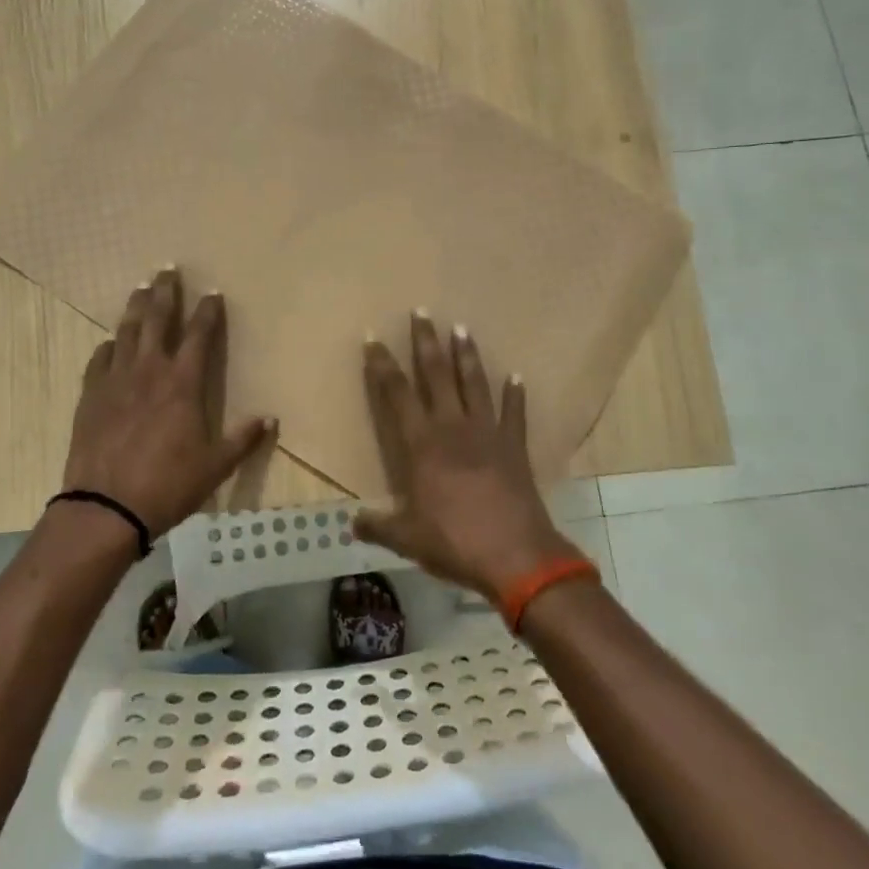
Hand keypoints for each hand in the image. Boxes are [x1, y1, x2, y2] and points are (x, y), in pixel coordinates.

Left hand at [61, 268, 274, 537]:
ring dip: (135, 308)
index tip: (213, 293)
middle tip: (167, 271)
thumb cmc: (168, 485)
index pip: (199, 335)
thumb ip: (243, 439)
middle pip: (157, 320)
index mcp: (183, 383)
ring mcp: (116, 380)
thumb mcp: (216, 466)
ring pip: (126, 332)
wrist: (106, 507)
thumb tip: (270, 419)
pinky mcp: (90, 395)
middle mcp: (149, 371)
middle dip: (165, 293)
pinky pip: (99, 360)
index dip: (208, 312)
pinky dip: (108, 347)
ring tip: (140, 289)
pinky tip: (111, 342)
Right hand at [354, 313, 581, 603]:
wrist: (516, 555)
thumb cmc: (455, 542)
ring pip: (473, 384)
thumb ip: (377, 526)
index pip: (397, 395)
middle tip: (422, 312)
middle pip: (436, 376)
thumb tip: (351, 523)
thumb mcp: (407, 538)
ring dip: (466, 356)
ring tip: (462, 328)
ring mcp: (487, 433)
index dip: (383, 366)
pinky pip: (514, 413)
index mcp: (422, 445)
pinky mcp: (514, 446)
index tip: (374, 339)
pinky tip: (517, 376)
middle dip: (426, 342)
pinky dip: (515, 394)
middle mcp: (453, 428)